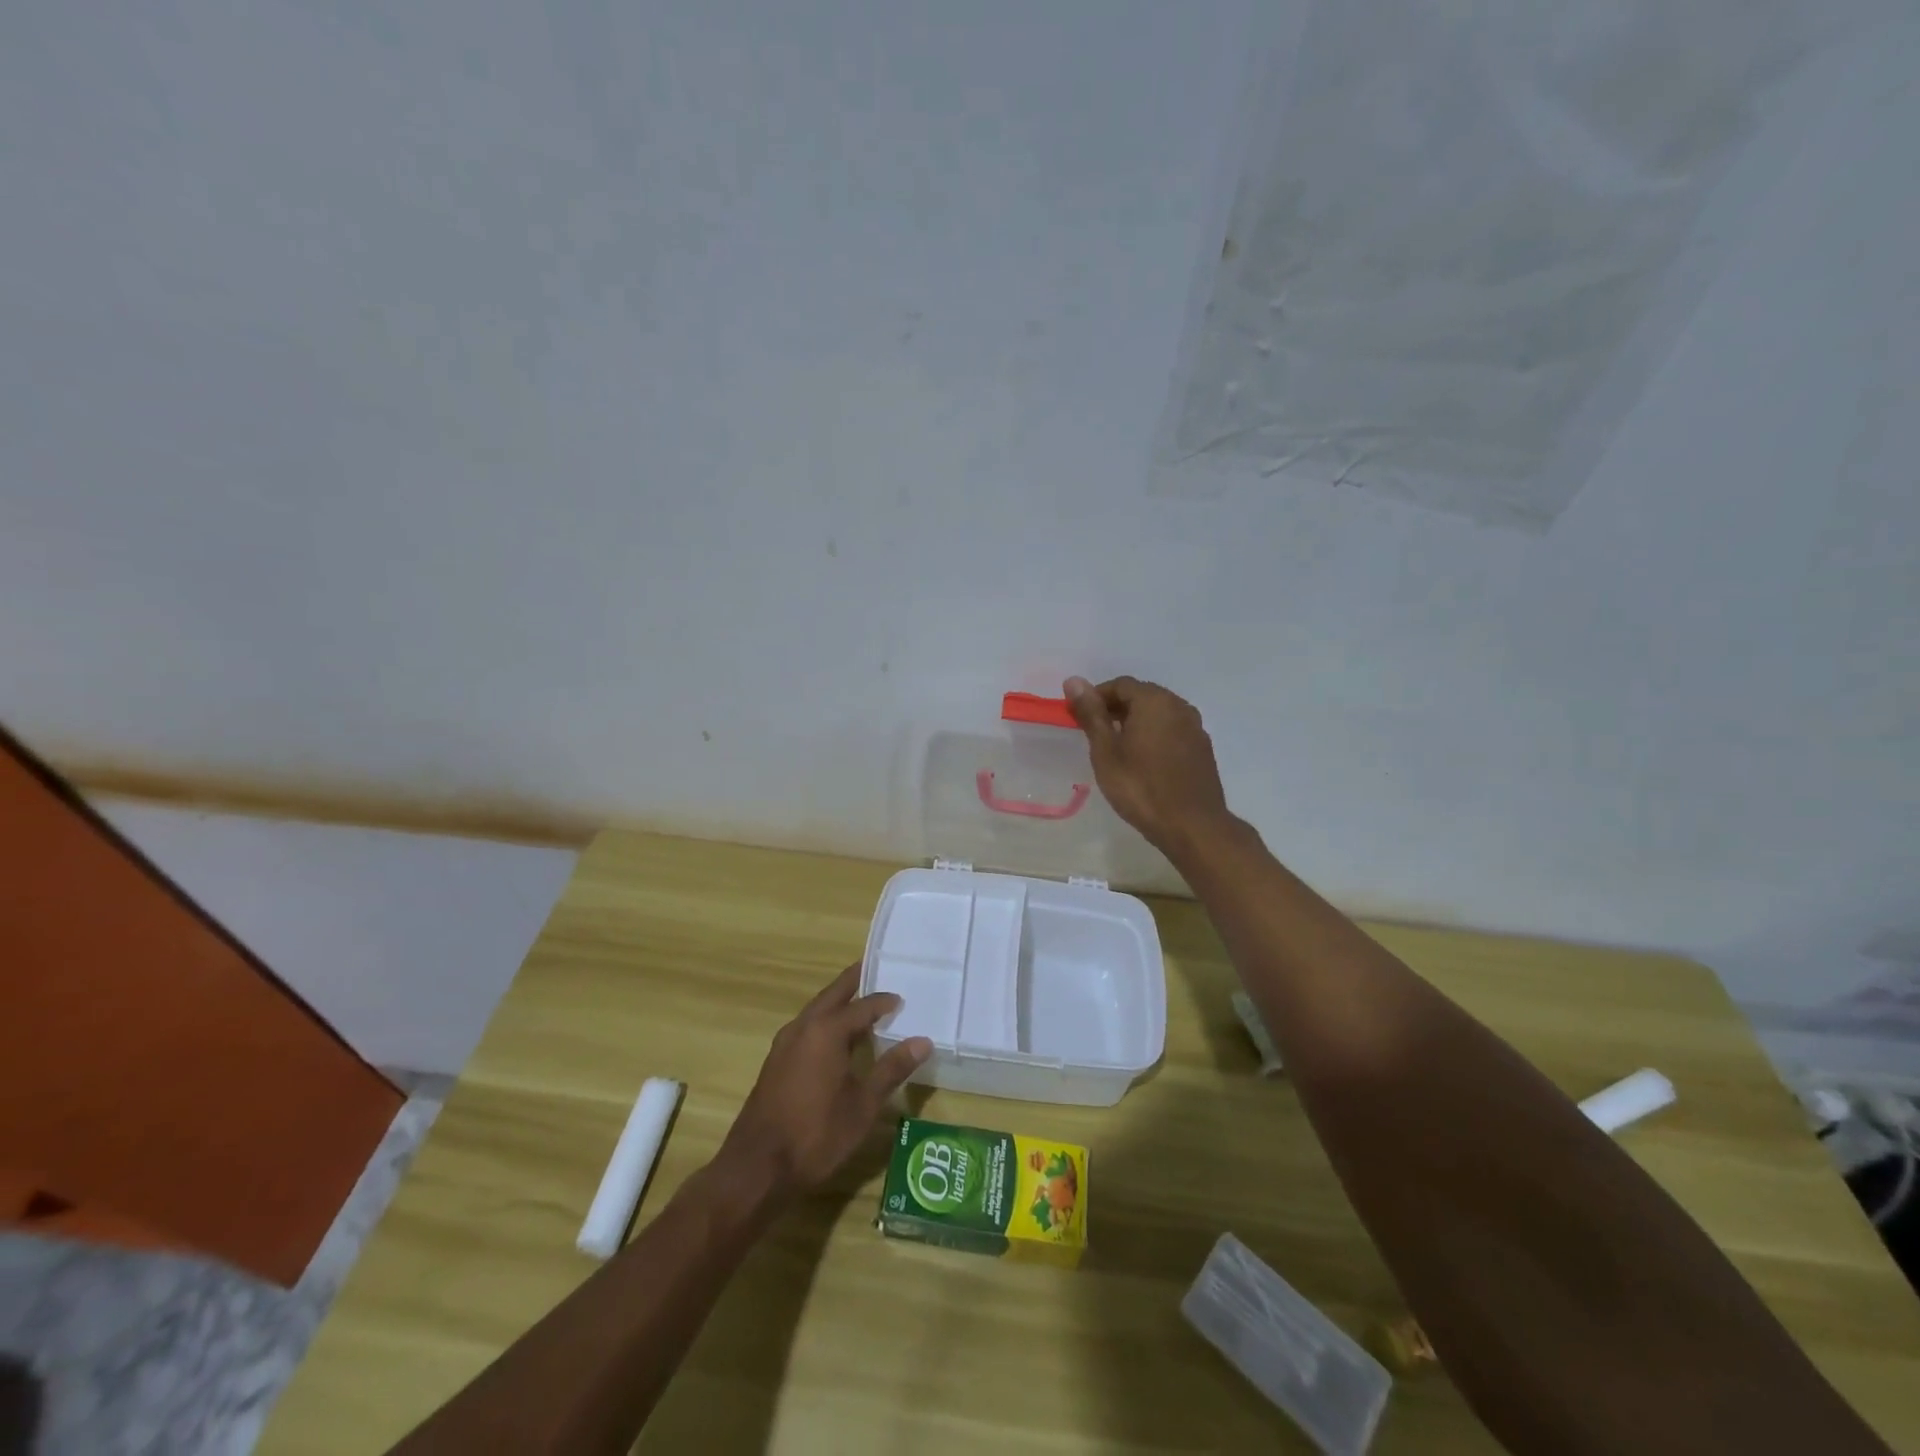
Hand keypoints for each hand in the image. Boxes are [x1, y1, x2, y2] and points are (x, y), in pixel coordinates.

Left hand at [717, 963, 931, 1199]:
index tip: (904, 999)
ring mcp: (785, 1043)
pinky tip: (837, 1040)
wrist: (757, 1168)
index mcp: (827, 1030)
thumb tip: (922, 1041)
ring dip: (839, 1002)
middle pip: (834, 994)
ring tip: (863, 1004)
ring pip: (817, 1009)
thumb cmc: (816, 1134)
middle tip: (877, 971)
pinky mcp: (776, 1061)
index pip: (864, 1005)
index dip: (886, 1001)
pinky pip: (807, 1027)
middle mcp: (804, 1026)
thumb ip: (892, 1069)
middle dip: (855, 982)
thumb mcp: (863, 1105)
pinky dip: (826, 1022)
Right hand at [1064, 675, 1234, 854]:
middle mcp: (1179, 706)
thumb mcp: (1106, 751)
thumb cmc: (1141, 787)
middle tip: (1096, 734)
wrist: (1192, 826)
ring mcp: (1195, 727)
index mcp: (1154, 701)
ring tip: (1118, 748)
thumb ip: (1091, 714)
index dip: (1096, 697)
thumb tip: (1073, 680)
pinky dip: (1155, 736)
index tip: (1079, 718)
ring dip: (1136, 722)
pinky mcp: (1203, 748)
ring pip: (1159, 714)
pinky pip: (1173, 730)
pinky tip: (1144, 761)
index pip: (1120, 684)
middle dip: (1116, 708)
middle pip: (1142, 695)